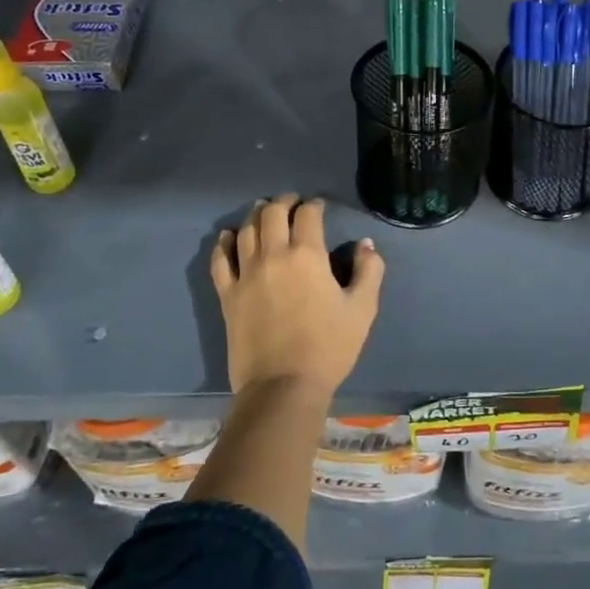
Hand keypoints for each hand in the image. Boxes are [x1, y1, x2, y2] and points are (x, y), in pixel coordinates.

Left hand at [209, 195, 385, 397]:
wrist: (283, 386)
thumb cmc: (328, 347)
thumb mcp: (362, 309)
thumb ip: (369, 271)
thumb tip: (365, 245)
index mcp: (307, 255)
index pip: (308, 215)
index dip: (314, 205)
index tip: (319, 206)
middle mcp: (273, 255)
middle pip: (272, 214)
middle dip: (283, 202)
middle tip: (292, 203)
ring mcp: (245, 274)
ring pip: (246, 230)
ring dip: (256, 215)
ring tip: (263, 211)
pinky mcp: (227, 295)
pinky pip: (220, 259)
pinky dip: (225, 243)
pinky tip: (229, 236)